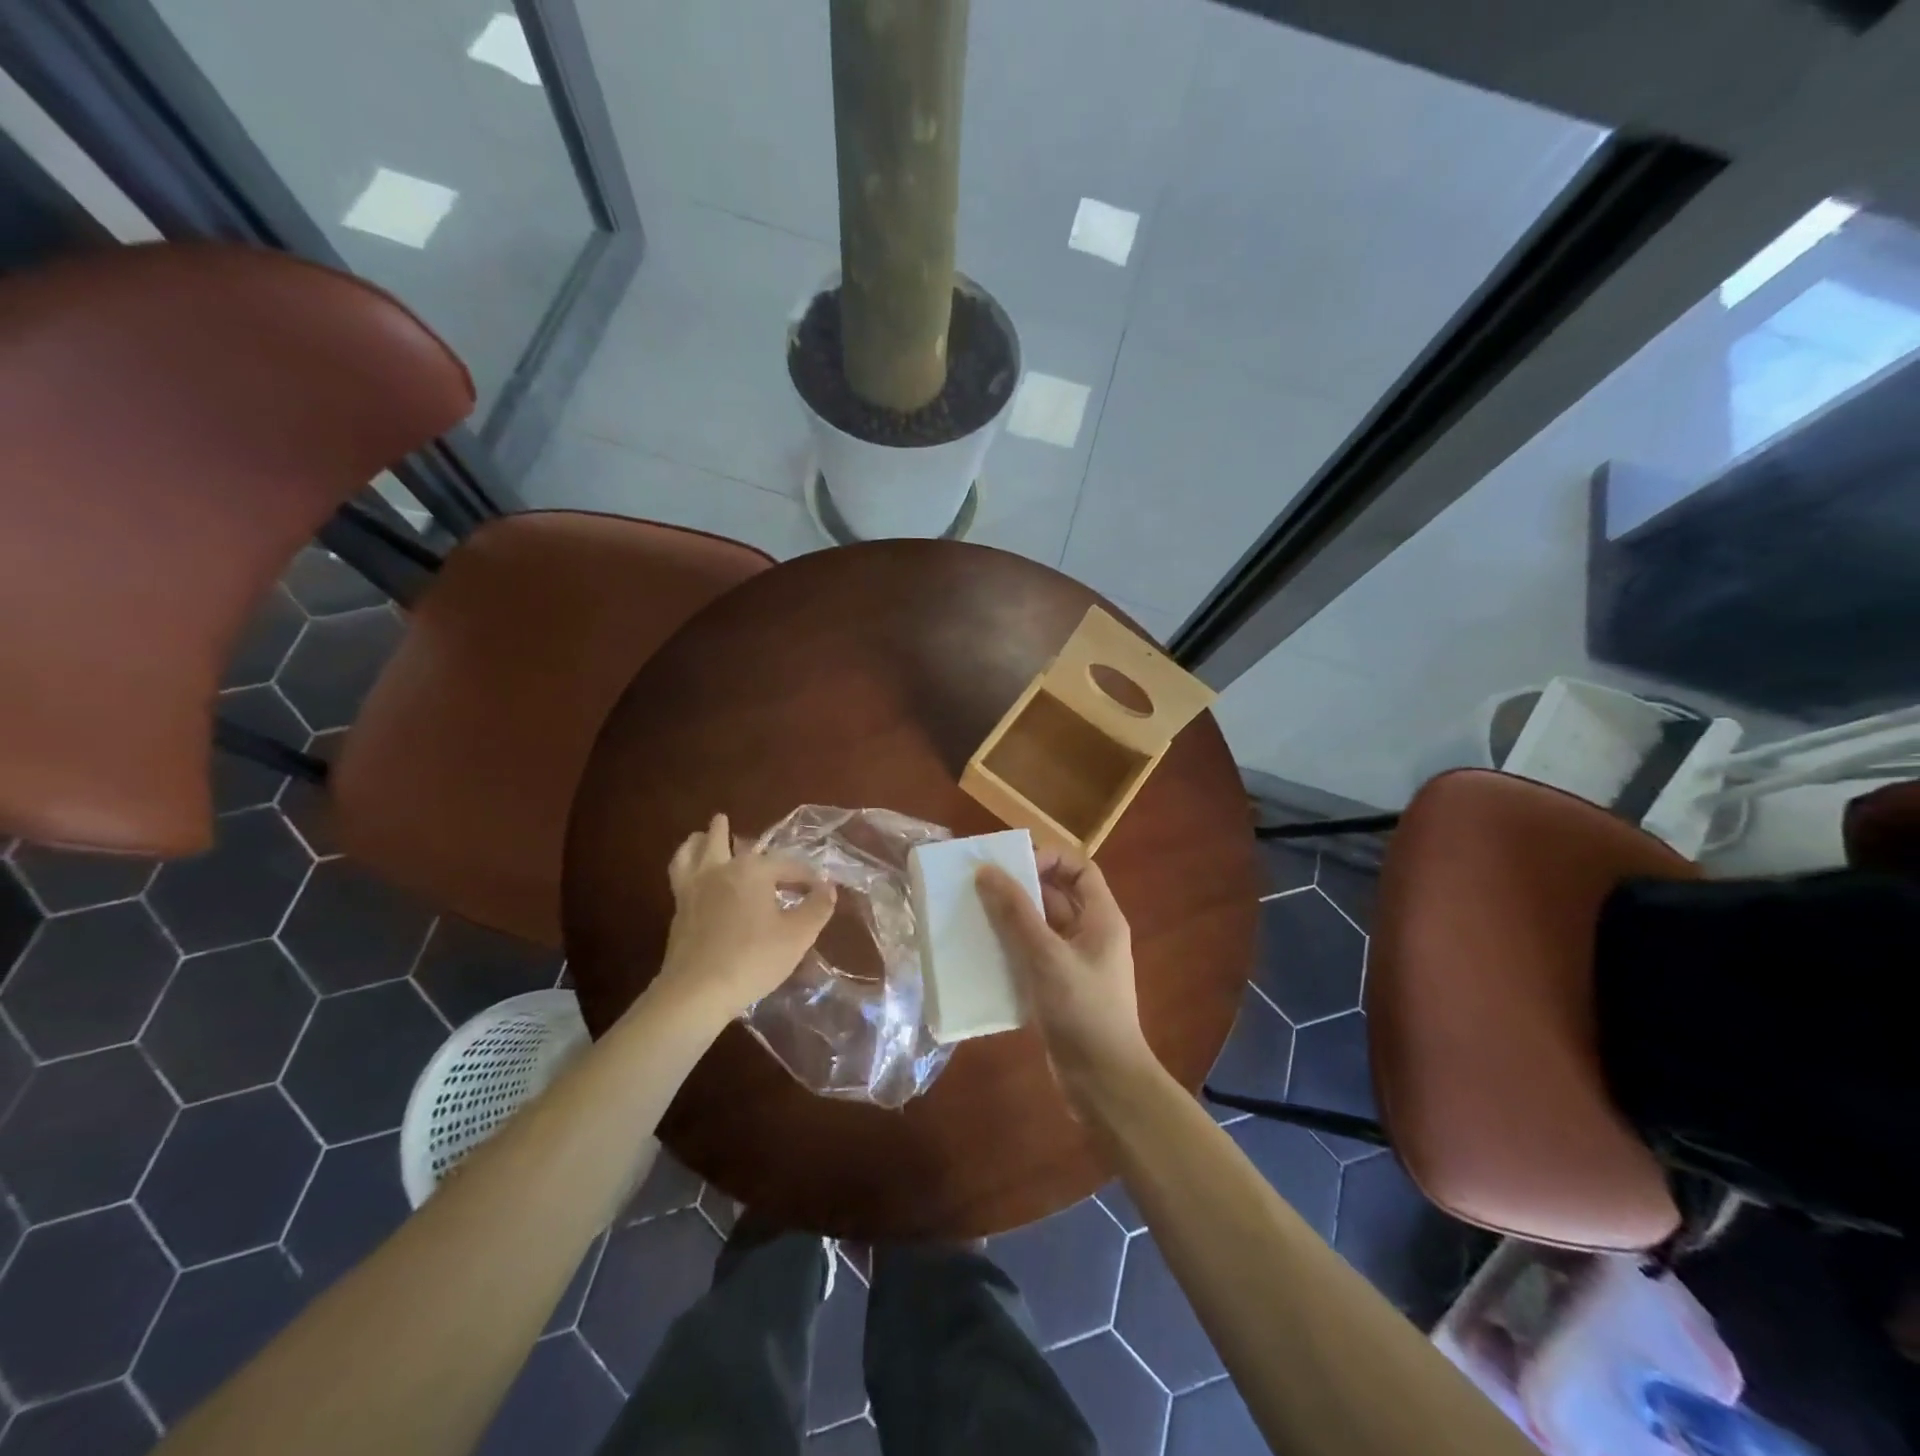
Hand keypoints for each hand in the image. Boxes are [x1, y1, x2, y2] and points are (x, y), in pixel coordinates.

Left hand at [651, 814, 835, 1024]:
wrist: (697, 991)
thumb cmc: (753, 959)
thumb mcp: (798, 936)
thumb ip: (817, 908)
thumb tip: (828, 888)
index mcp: (752, 870)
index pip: (785, 865)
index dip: (805, 875)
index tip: (818, 888)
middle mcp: (719, 870)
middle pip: (719, 839)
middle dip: (725, 830)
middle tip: (725, 821)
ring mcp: (693, 889)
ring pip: (688, 853)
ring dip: (696, 842)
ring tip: (700, 839)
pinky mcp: (678, 911)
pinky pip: (679, 877)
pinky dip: (686, 867)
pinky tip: (694, 879)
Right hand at [976, 847, 1156, 1105]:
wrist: (1103, 1083)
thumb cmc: (1083, 1011)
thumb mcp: (1047, 956)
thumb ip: (1017, 913)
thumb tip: (987, 871)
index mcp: (1102, 918)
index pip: (1080, 868)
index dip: (1050, 858)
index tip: (1013, 867)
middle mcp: (1090, 935)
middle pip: (1056, 896)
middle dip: (1019, 888)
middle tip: (979, 887)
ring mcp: (1074, 964)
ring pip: (1039, 928)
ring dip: (1009, 921)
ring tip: (971, 916)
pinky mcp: (1058, 990)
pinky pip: (1031, 957)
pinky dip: (1008, 951)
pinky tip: (979, 955)